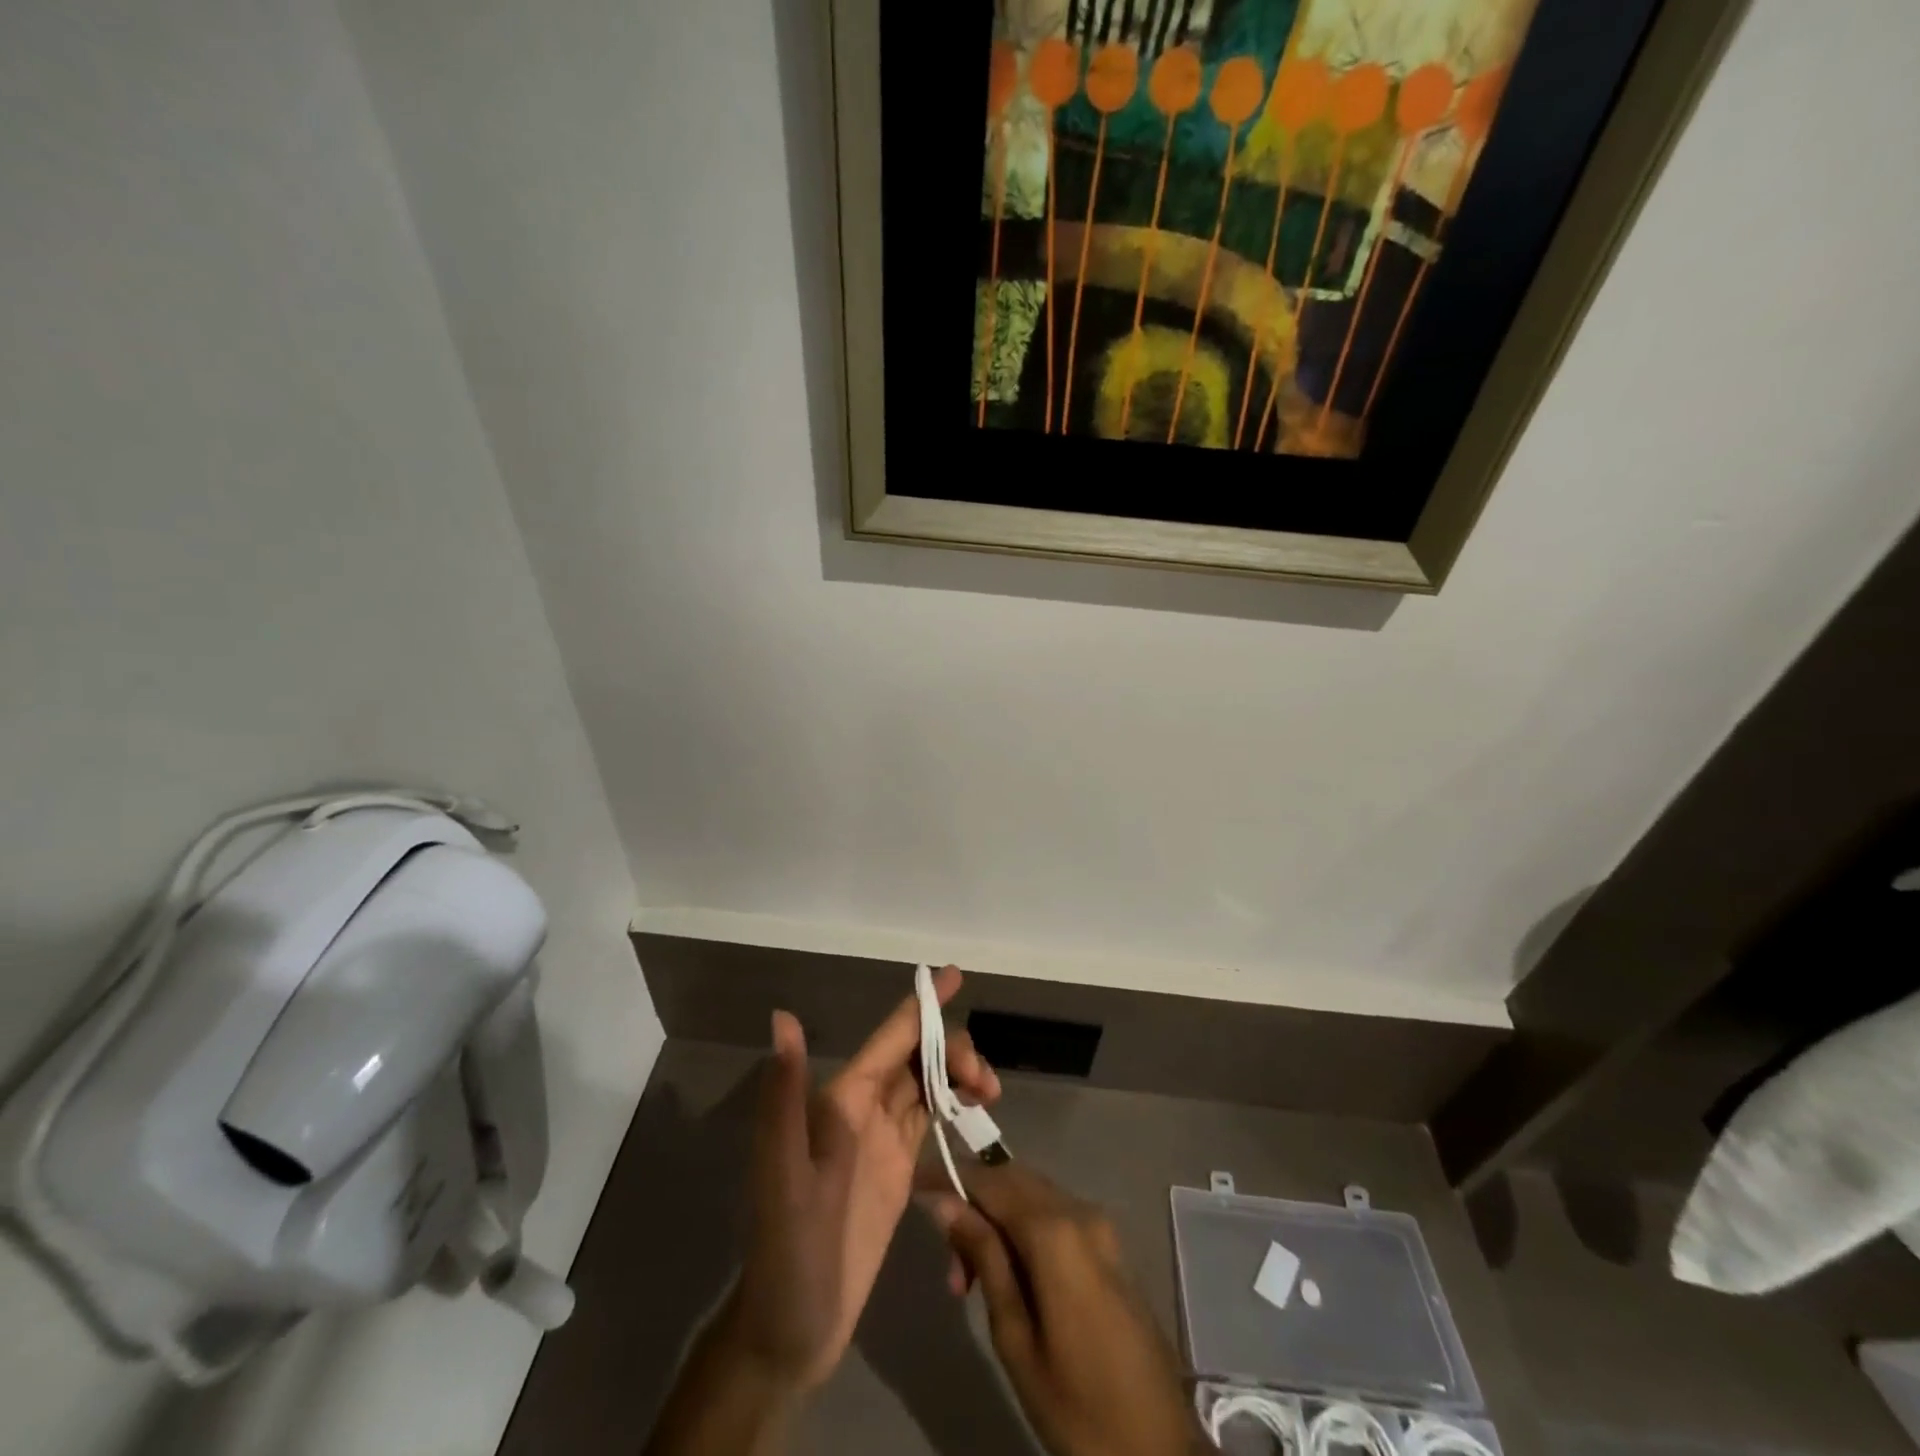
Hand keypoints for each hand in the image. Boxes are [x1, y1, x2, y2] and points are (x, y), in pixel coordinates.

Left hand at [729, 966, 999, 1391]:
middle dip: (952, 1049)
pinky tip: (977, 1114)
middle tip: (987, 1082)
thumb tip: (781, 1017)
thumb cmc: (786, 1252)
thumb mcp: (781, 1174)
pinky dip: (955, 1106)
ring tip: (991, 1093)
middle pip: (915, 1056)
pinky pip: (930, 1121)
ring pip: (926, 1084)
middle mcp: (861, 1110)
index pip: (889, 1038)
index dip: (922, 1006)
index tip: (954, 974)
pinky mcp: (896, 1173)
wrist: (789, 1331)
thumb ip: (784, 1096)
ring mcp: (880, 1141)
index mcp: (840, 1100)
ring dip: (957, 1075)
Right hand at [923, 1163, 1208, 1455]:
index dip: (951, 1176)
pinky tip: (1008, 1274)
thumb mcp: (1016, 1338)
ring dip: (997, 1220)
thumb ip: (985, 1259)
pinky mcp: (1109, 1247)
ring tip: (970, 1280)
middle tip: (947, 1260)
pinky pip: (1055, 1216)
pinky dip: (1024, 1229)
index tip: (916, 1183)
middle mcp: (1080, 1211)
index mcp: (1055, 1231)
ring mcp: (1100, 1226)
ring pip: (1033, 1197)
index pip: (991, 1181)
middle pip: (1013, 1181)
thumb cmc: (1078, 1404)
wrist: (1159, 1449)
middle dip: (973, 1203)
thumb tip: (947, 1203)